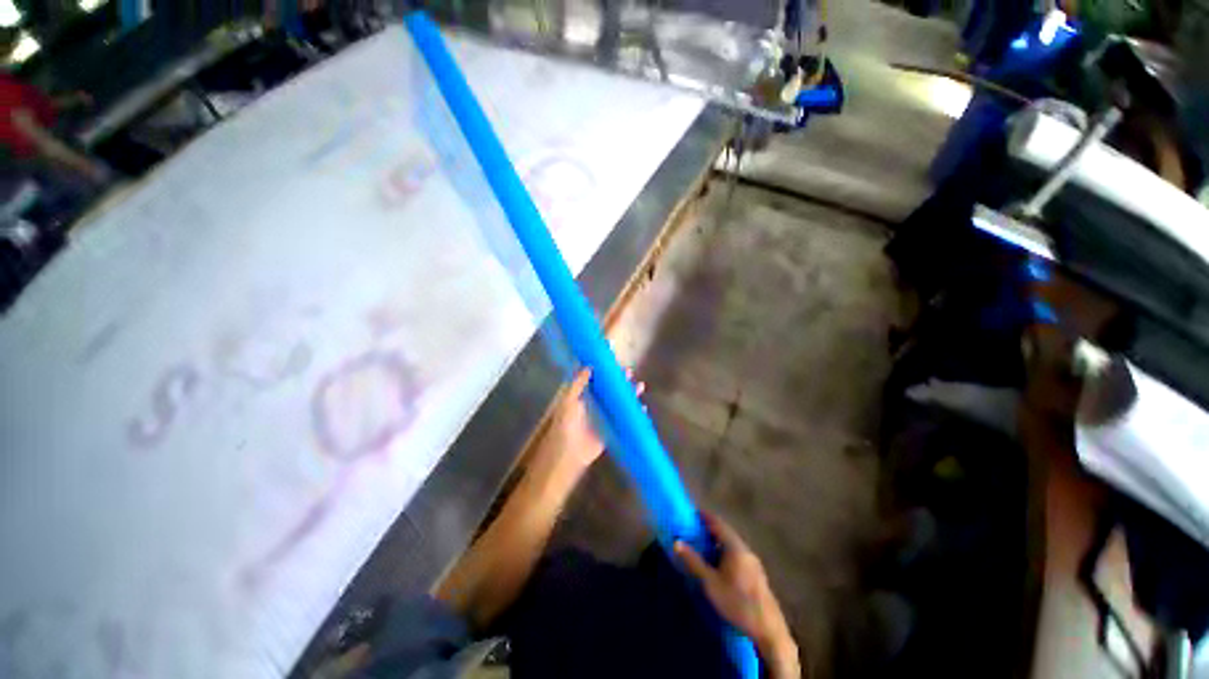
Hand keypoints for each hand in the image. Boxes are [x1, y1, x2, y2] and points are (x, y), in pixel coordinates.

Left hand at [534, 367, 644, 475]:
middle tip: (629, 372)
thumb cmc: (565, 425)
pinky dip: (633, 414)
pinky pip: (623, 419)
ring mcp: (603, 417)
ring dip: (629, 395)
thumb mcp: (568, 401)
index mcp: (582, 396)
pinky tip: (641, 408)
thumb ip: (577, 384)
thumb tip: (589, 366)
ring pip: (618, 402)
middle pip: (609, 389)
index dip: (605, 371)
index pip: (595, 380)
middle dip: (620, 381)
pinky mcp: (611, 429)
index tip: (614, 363)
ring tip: (639, 386)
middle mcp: (594, 404)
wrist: (568, 454)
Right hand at [675, 513, 799, 678]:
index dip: (704, 516)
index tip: (690, 514)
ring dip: (717, 542)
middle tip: (693, 530)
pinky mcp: (756, 575)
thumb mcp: (710, 583)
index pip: (717, 523)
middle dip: (709, 530)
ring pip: (732, 545)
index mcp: (735, 547)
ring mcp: (753, 562)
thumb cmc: (737, 603)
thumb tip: (677, 542)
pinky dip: (725, 553)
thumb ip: (693, 561)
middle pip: (726, 533)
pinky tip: (718, 565)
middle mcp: (746, 550)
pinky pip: (737, 555)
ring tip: (702, 546)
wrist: (768, 630)